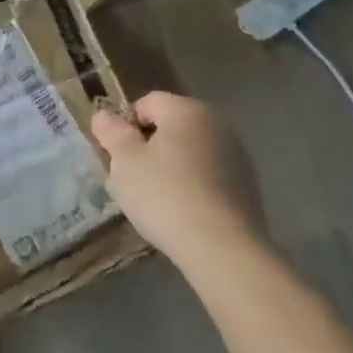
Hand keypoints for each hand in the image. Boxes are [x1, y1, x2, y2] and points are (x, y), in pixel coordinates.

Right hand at [92, 93, 267, 275]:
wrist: (223, 249)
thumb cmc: (165, 195)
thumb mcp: (124, 162)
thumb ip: (111, 132)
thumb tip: (103, 115)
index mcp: (186, 110)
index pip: (147, 102)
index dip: (127, 125)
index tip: (120, 156)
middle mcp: (217, 124)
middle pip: (172, 126)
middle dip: (150, 146)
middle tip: (135, 177)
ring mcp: (237, 155)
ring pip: (191, 151)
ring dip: (173, 166)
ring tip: (160, 200)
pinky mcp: (248, 186)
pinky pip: (210, 175)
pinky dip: (194, 185)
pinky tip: (185, 213)